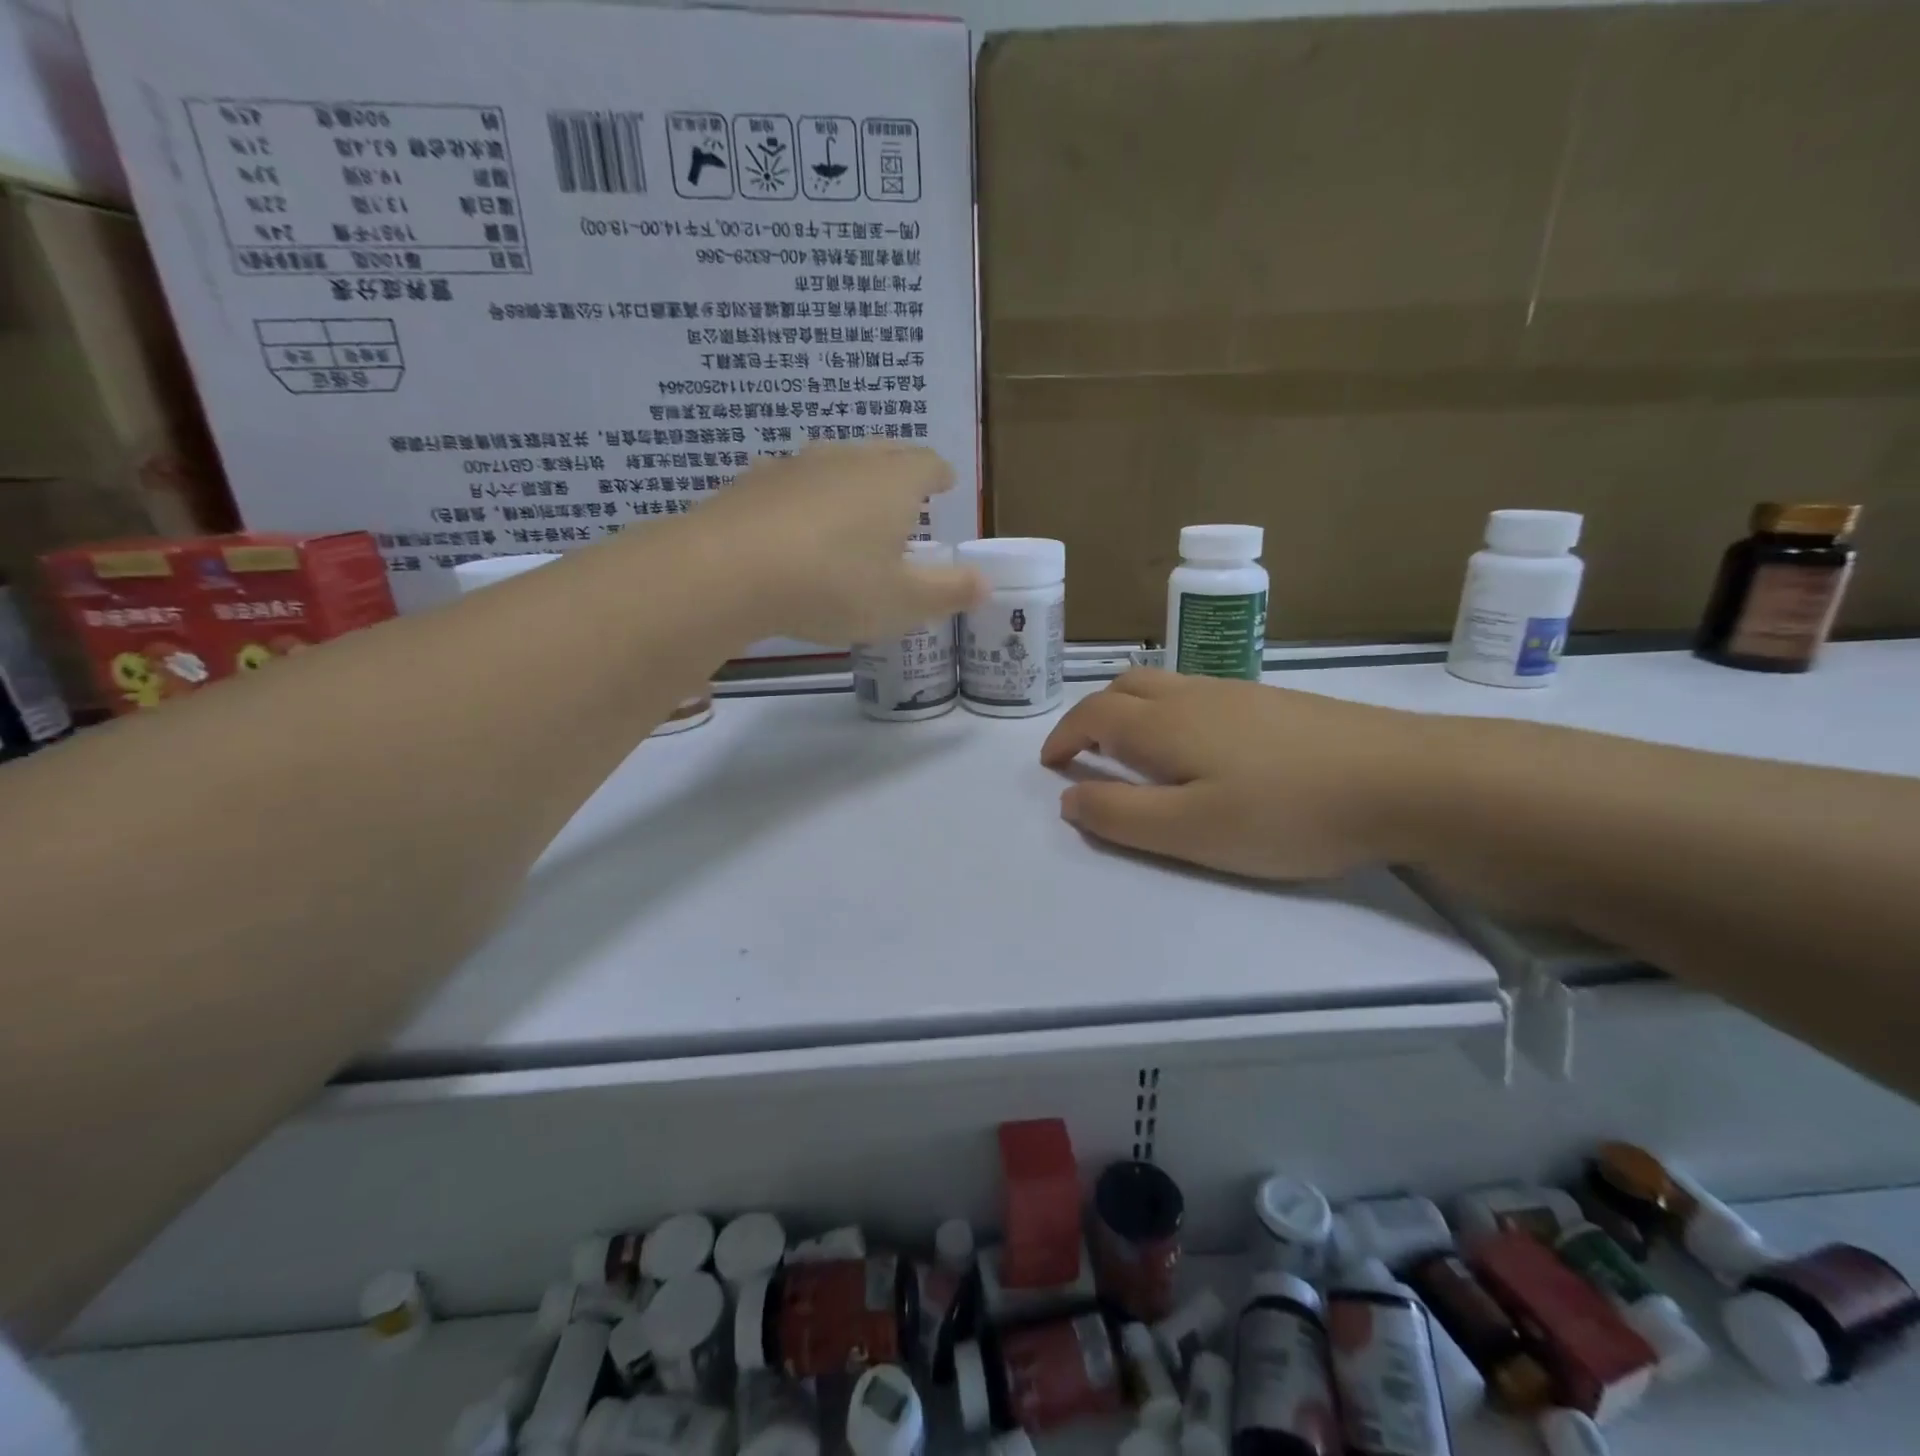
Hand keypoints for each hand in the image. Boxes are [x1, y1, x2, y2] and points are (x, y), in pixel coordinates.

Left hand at [689, 442, 983, 642]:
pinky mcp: (752, 483)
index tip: (946, 483)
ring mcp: (795, 466)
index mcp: (892, 481)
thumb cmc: (833, 585)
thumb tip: (985, 583)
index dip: (940, 474)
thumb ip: (948, 592)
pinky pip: (791, 483)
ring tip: (852, 509)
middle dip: (899, 469)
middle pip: (882, 452)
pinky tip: (795, 524)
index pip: (927, 463)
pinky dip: (804, 498)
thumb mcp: (902, 602)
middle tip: (906, 491)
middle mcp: (846, 460)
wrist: (728, 572)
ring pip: (834, 463)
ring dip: (849, 481)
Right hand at [1039, 669, 1432, 880]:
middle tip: (1087, 754)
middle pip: (1124, 686)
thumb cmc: (1285, 812)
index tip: (1051, 765)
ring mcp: (1236, 691)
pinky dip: (1170, 711)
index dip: (1063, 737)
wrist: (1402, 777)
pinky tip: (1201, 747)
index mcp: (1163, 723)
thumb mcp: (1190, 831)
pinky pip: (1198, 692)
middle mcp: (1192, 694)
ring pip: (1163, 684)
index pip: (1092, 714)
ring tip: (1137, 752)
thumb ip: (1120, 815)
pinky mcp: (1272, 701)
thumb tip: (1068, 797)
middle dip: (1092, 715)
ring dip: (1131, 710)